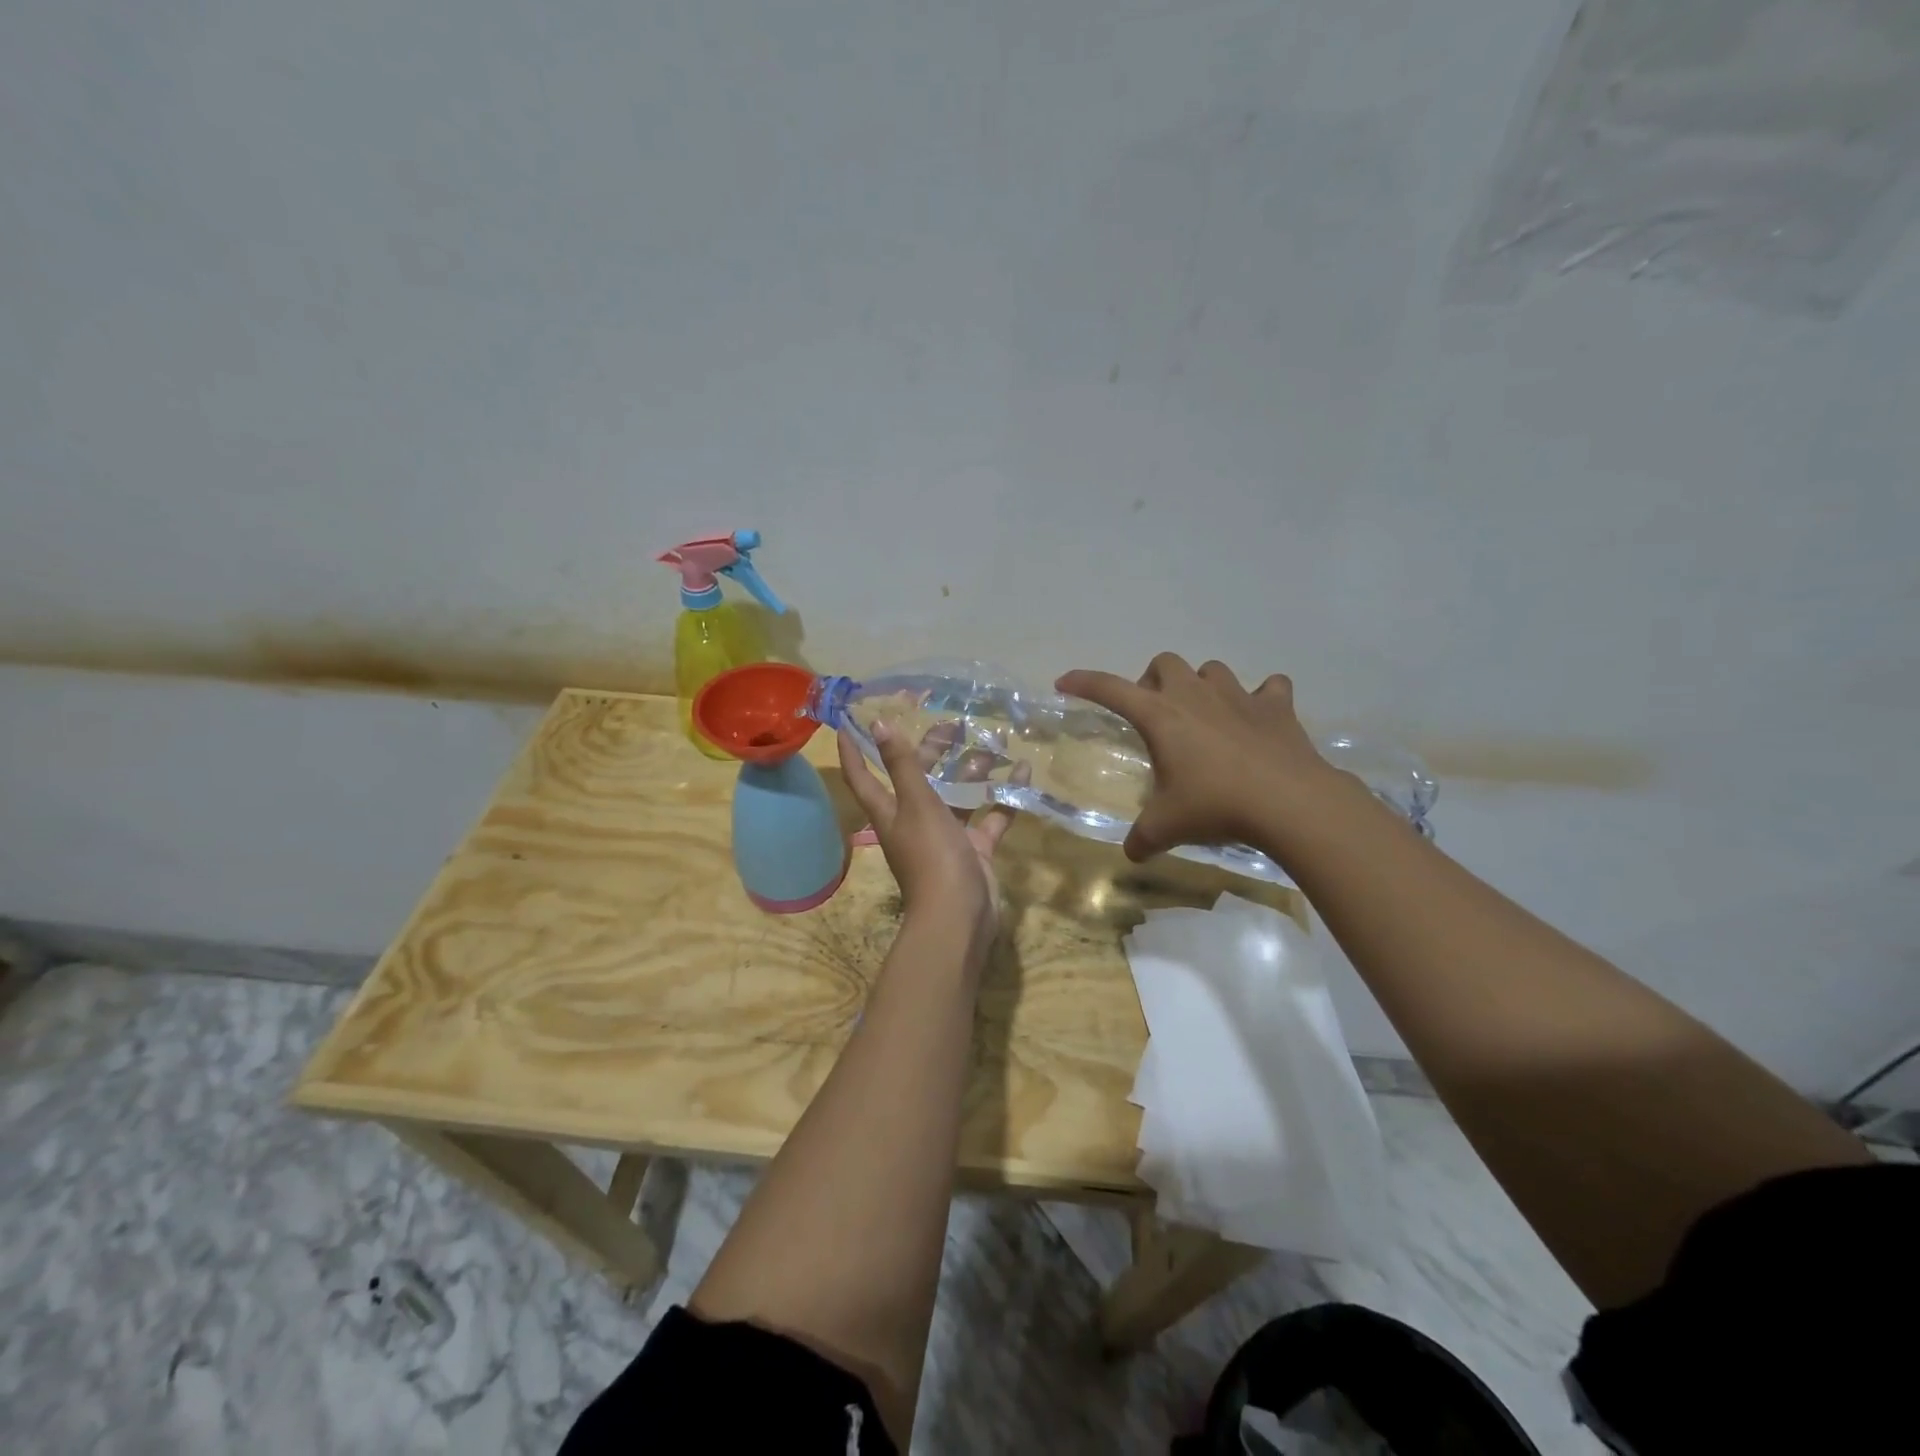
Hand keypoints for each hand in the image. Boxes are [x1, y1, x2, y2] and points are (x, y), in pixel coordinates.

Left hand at [837, 721, 1017, 943]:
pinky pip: (990, 815)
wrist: (960, 915)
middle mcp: (915, 820)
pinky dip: (1005, 796)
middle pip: (919, 778)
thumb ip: (901, 764)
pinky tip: (1023, 773)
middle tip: (954, 724)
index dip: (854, 750)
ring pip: (958, 795)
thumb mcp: (916, 804)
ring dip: (973, 771)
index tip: (850, 720)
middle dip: (933, 751)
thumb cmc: (931, 856)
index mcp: (890, 811)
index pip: (863, 775)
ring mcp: (947, 836)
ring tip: (993, 742)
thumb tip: (877, 723)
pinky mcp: (975, 848)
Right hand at [1057, 654, 1334, 860]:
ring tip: (1204, 717)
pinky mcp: (1276, 706)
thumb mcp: (1167, 827)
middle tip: (1155, 715)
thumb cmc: (1216, 806)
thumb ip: (1142, 838)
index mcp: (1160, 716)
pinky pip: (1269, 688)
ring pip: (1212, 670)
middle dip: (1153, 682)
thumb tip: (1131, 854)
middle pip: (1164, 664)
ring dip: (1202, 686)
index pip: (1110, 689)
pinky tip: (1259, 718)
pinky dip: (1262, 698)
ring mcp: (1238, 696)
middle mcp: (1195, 695)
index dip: (1084, 682)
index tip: (1065, 682)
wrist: (1289, 802)